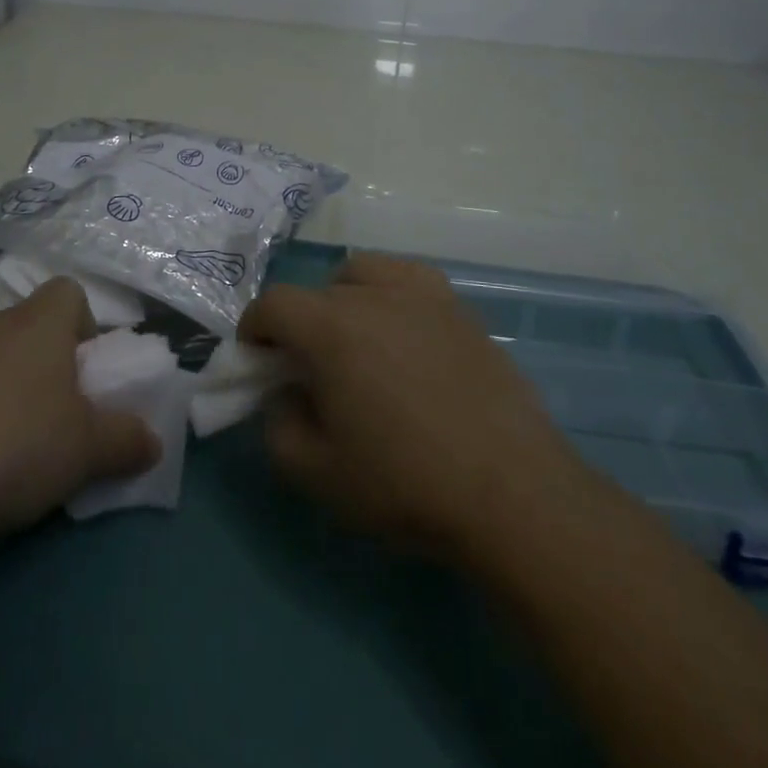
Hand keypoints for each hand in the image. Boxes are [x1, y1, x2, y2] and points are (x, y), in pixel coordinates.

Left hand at [0, 278, 158, 550]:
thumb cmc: (15, 449)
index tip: (87, 374)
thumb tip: (151, 442)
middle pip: (28, 328)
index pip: (68, 292)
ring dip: (4, 392)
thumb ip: (128, 441)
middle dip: (47, 366)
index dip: (85, 325)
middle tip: (56, 418)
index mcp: (37, 325)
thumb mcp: (88, 451)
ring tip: (8, 449)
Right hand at [240, 253, 589, 562]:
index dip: (255, 329)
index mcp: (331, 328)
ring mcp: (423, 297)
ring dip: (343, 297)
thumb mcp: (315, 473)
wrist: (512, 495)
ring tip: (356, 341)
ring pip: (363, 272)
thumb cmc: (405, 484)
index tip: (257, 361)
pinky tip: (404, 332)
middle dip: (298, 324)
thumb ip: (277, 425)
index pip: (274, 304)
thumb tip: (284, 393)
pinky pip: (411, 279)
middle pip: (316, 292)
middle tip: (308, 370)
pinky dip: (391, 293)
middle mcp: (373, 296)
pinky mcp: (461, 311)